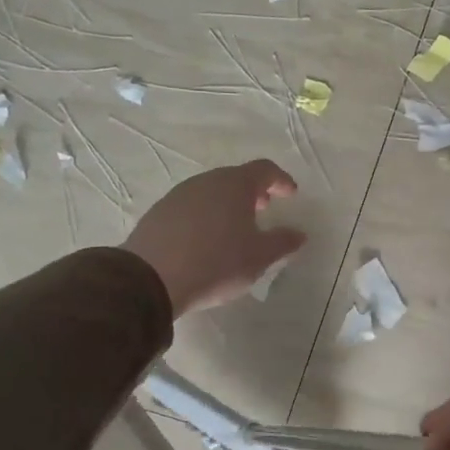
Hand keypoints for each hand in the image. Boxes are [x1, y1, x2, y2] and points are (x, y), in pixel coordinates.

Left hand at [122, 160, 305, 315]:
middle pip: (236, 178)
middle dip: (253, 191)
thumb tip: (299, 234)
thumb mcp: (259, 256)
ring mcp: (179, 195)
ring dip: (228, 203)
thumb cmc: (217, 262)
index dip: (281, 180)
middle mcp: (206, 181)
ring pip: (211, 191)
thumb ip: (283, 242)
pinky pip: (191, 207)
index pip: (265, 169)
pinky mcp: (159, 213)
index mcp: (235, 185)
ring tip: (235, 227)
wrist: (150, 279)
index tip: (291, 193)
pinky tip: (206, 239)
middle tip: (264, 208)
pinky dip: (206, 215)